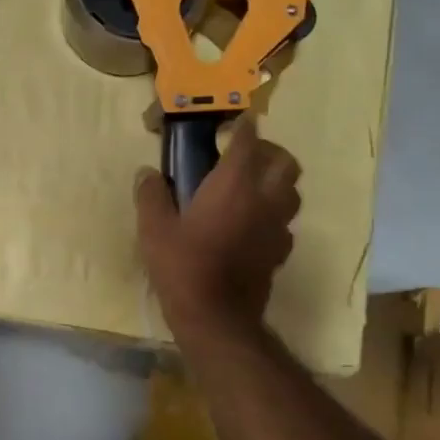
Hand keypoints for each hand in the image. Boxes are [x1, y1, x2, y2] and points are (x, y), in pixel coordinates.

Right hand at [135, 116, 301, 333]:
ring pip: (291, 191)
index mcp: (234, 184)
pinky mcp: (280, 251)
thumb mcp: (154, 229)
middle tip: (245, 156)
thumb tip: (148, 174)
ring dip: (276, 182)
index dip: (242, 127)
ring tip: (250, 188)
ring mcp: (277, 227)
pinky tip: (251, 224)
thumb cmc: (183, 266)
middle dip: (269, 151)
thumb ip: (151, 195)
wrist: (216, 317)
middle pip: (285, 162)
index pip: (248, 141)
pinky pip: (284, 222)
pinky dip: (272, 214)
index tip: (233, 122)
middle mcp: (264, 199)